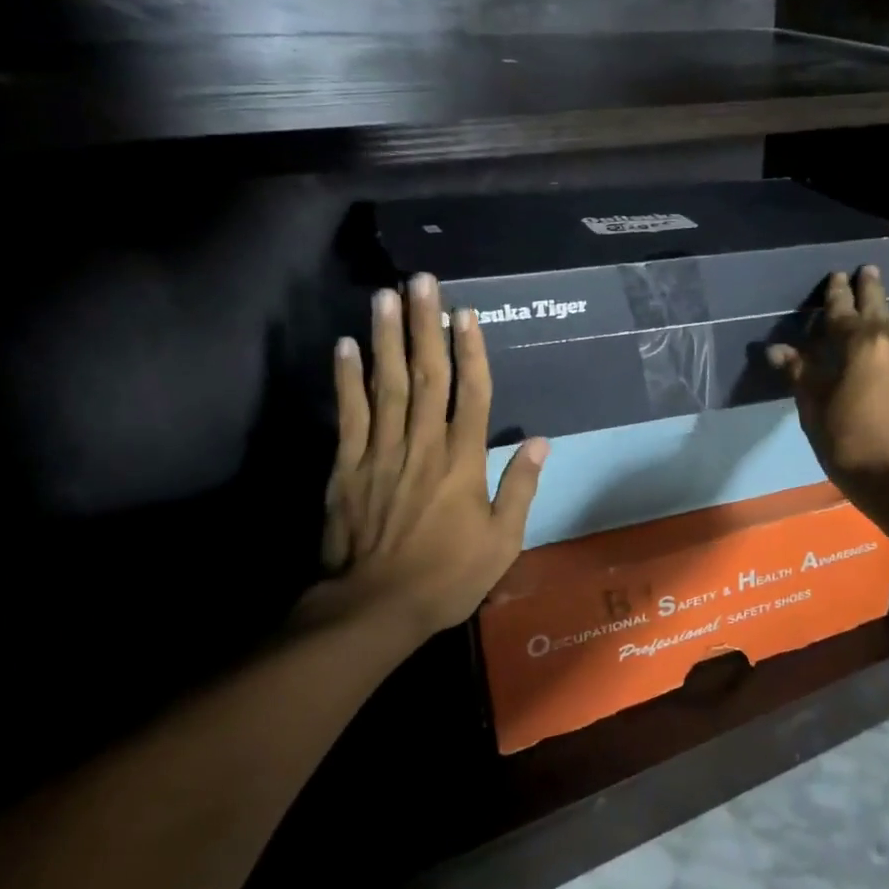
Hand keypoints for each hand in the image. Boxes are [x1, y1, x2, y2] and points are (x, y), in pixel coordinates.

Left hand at [302, 273, 547, 641]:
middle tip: (421, 281)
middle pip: (426, 375)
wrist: (375, 607)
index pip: (471, 394)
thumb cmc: (448, 575)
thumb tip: (542, 441)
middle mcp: (423, 445)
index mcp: (462, 462)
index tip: (466, 312)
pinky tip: (345, 346)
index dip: (471, 351)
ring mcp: (381, 452)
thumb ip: (521, 487)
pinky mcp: (348, 466)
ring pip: (387, 385)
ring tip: (385, 295)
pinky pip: (349, 414)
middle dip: (425, 325)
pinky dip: (346, 379)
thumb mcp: (502, 541)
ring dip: (387, 338)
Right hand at [768, 267, 888, 521]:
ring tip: (873, 314)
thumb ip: (801, 374)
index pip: (843, 311)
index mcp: (862, 346)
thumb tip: (778, 350)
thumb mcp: (816, 411)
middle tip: (867, 269)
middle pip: (879, 309)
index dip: (836, 294)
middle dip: (870, 288)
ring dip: (881, 321)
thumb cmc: (852, 446)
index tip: (834, 275)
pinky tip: (885, 360)